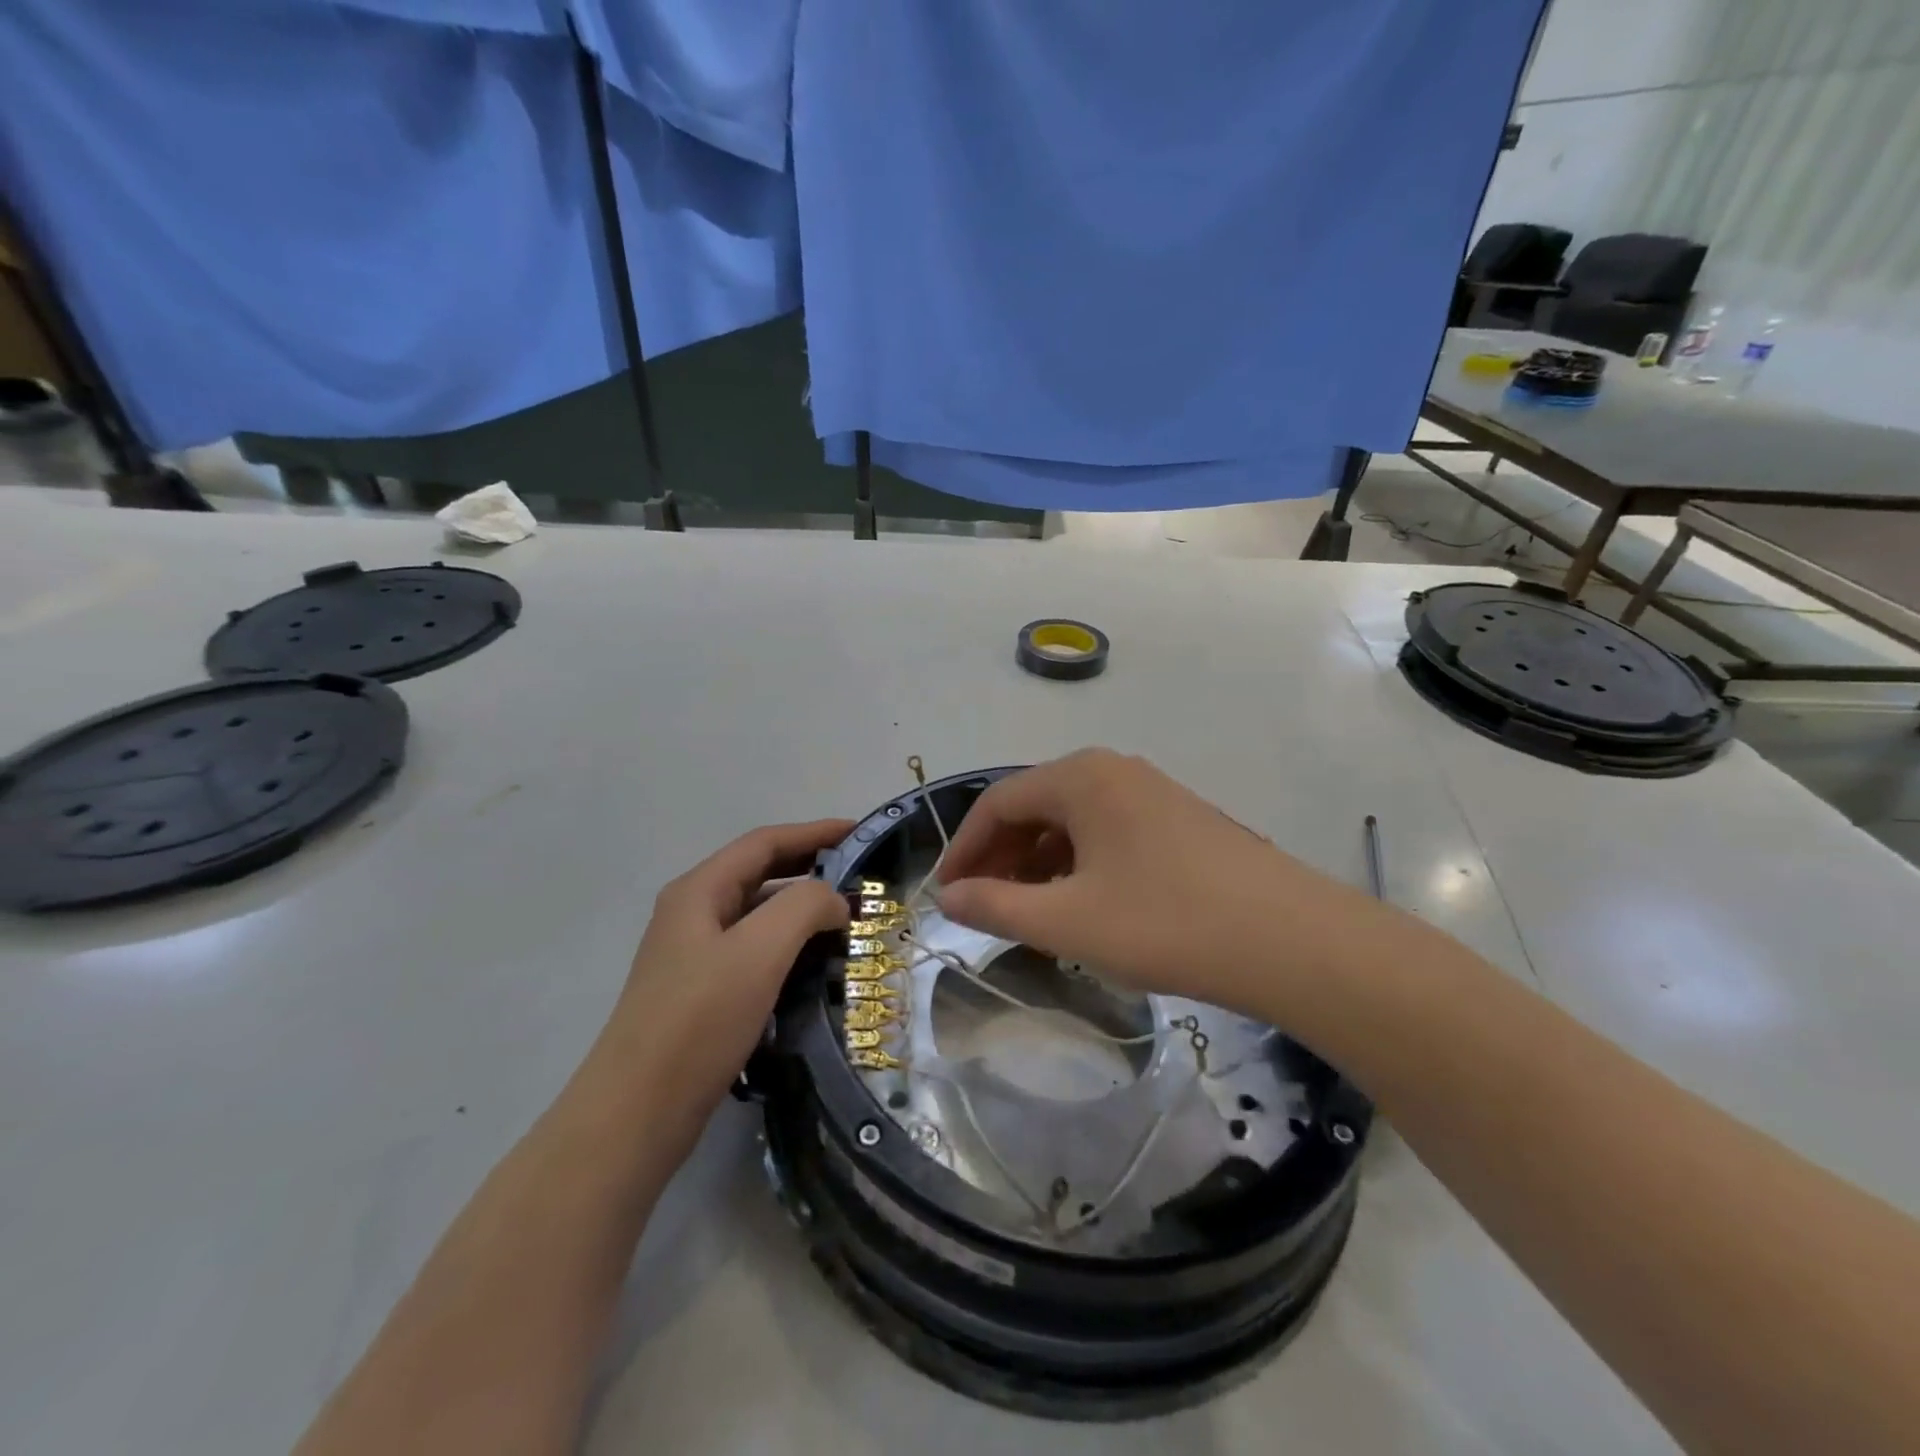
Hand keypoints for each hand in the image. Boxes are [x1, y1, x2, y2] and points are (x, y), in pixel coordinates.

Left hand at [602, 819, 851, 1137]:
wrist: (636, 1114)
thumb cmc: (698, 1021)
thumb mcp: (759, 951)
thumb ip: (804, 907)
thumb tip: (834, 901)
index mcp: (699, 891)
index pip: (765, 843)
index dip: (814, 832)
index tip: (860, 832)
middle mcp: (693, 914)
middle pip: (760, 874)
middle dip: (811, 868)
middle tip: (861, 876)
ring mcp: (694, 956)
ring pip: (759, 916)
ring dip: (802, 911)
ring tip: (848, 922)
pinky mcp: (702, 994)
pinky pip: (755, 953)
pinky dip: (789, 948)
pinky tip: (816, 967)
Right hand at [933, 750, 1386, 1016]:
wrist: (1292, 941)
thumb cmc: (1165, 924)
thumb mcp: (1067, 921)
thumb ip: (996, 905)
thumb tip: (948, 897)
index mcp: (1081, 777)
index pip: (997, 802)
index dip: (963, 849)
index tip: (945, 894)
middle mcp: (1114, 770)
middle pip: (1035, 806)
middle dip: (1000, 856)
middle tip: (982, 905)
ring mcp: (1152, 792)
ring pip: (1073, 821)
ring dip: (1039, 862)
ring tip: (1028, 911)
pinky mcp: (1180, 820)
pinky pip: (1108, 833)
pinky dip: (1079, 864)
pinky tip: (1082, 905)